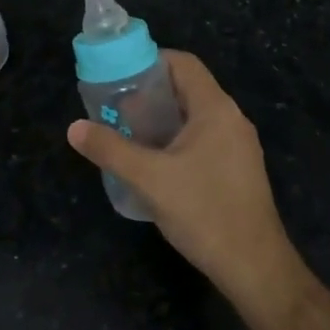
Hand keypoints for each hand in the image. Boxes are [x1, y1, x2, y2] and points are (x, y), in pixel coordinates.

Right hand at [67, 52, 302, 310]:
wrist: (255, 267)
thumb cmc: (204, 212)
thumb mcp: (149, 179)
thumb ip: (110, 150)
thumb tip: (74, 128)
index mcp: (216, 109)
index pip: (183, 63)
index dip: (150, 61)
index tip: (118, 75)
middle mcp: (231, 120)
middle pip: (187, 88)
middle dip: (149, 94)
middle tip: (115, 108)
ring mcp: (238, 146)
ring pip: (194, 116)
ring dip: (161, 119)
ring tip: (127, 133)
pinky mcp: (237, 170)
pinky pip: (202, 139)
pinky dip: (175, 139)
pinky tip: (153, 163)